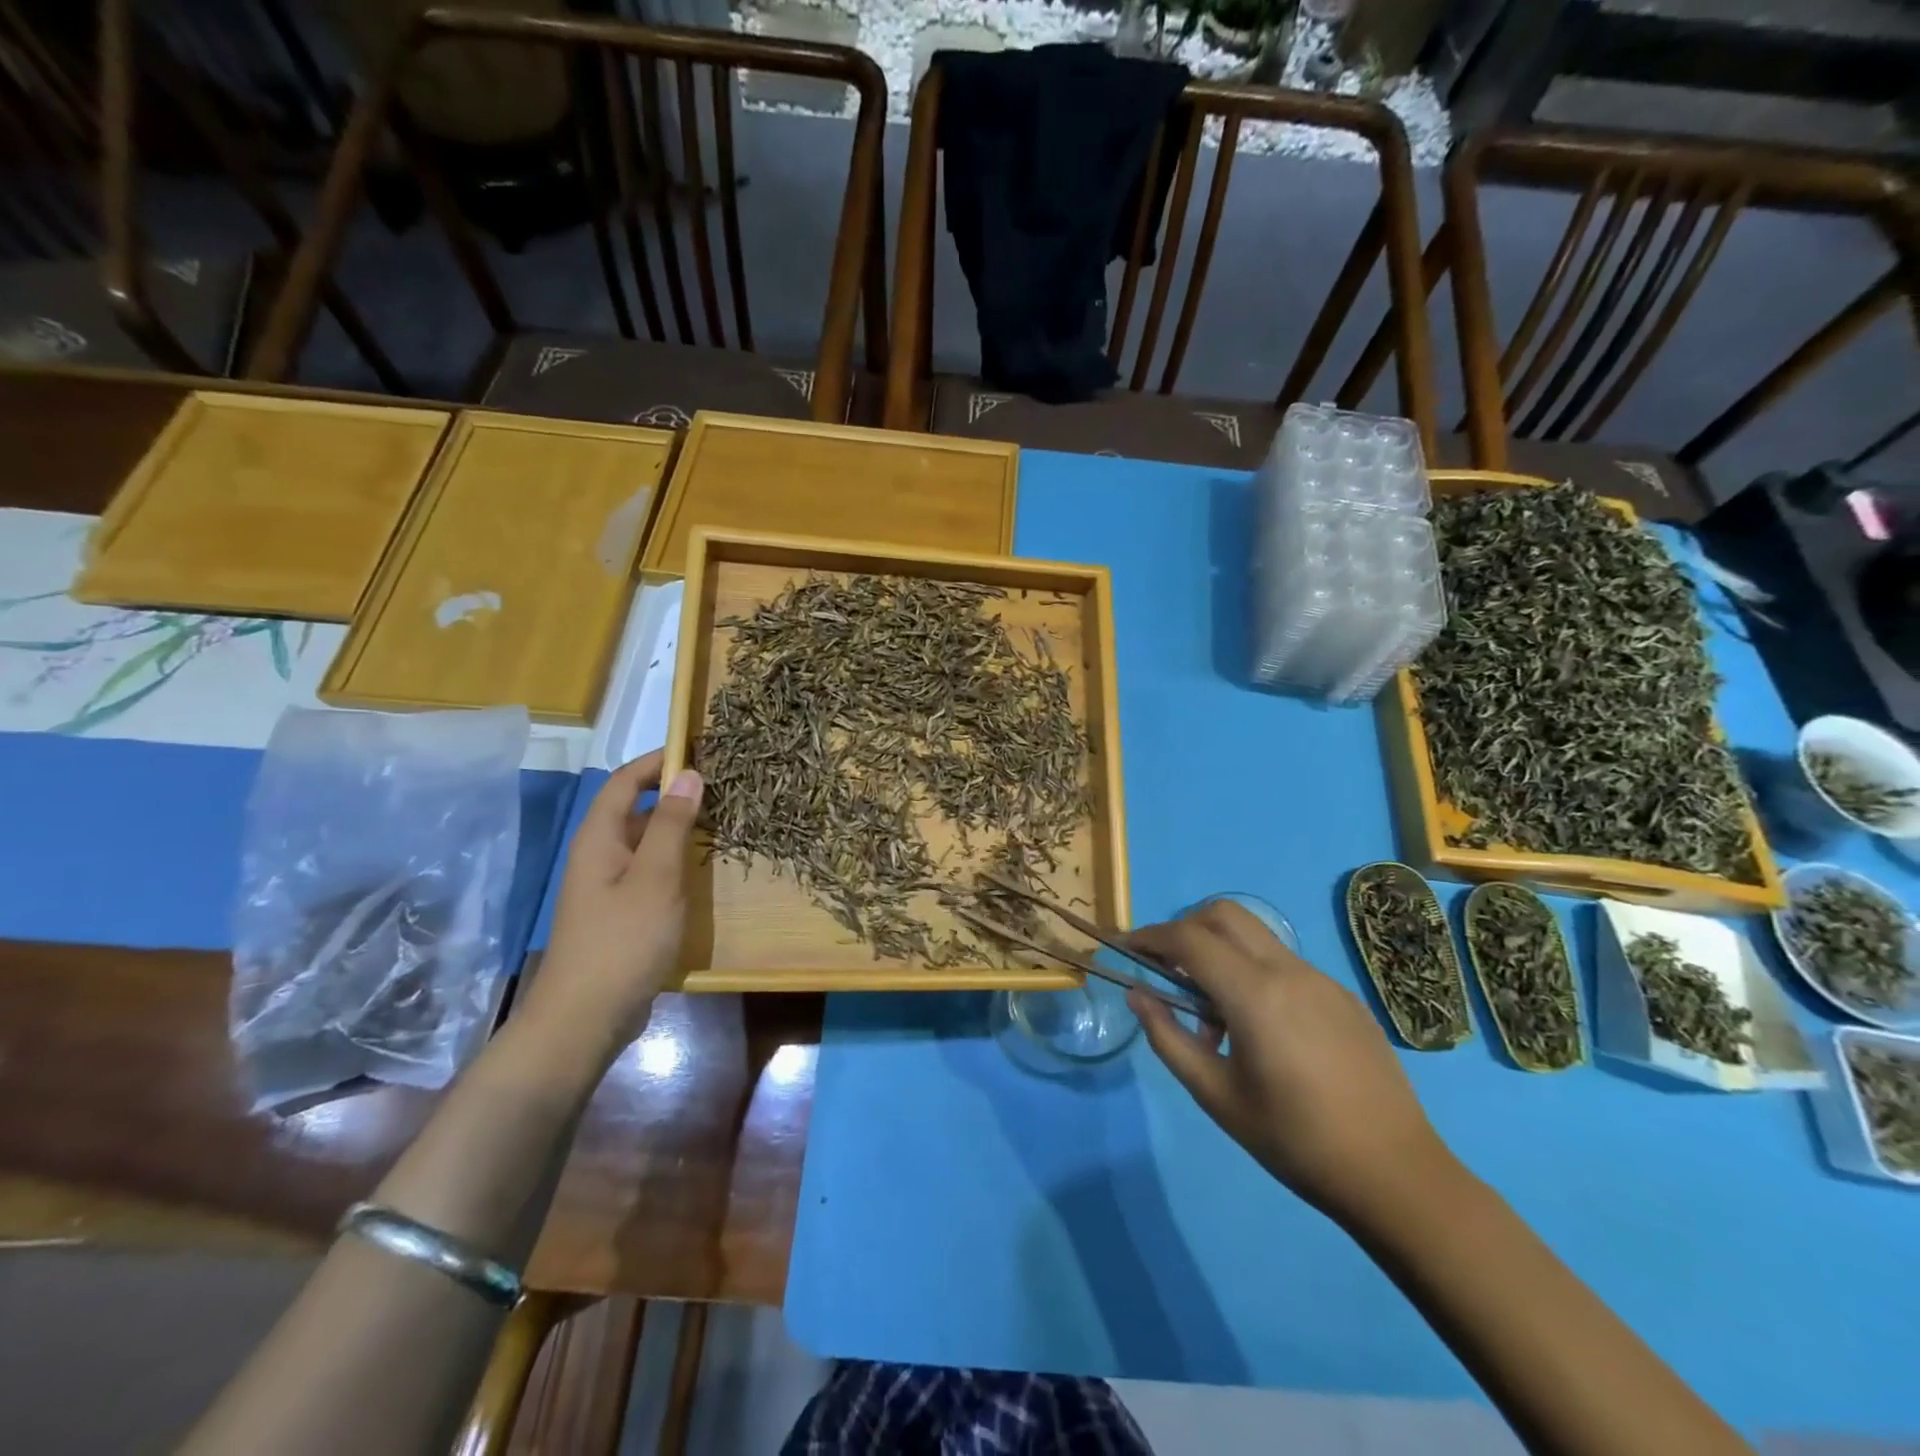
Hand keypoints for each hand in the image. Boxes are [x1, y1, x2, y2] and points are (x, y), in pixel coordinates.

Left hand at [522, 752, 703, 1060]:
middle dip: (675, 792)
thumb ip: (673, 824)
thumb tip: (690, 773)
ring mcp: (607, 885)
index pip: (626, 780)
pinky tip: (701, 868)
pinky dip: (674, 859)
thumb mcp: (655, 877)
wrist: (586, 1018)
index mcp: (599, 837)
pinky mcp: (620, 911)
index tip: (702, 750)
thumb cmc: (622, 941)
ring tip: (722, 821)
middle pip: (635, 807)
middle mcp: (599, 853)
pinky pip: (649, 869)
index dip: (659, 761)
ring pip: (645, 840)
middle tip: (723, 787)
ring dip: (678, 827)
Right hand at [1128, 899, 1456, 1228]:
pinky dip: (1254, 973)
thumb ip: (1168, 1038)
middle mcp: (1288, 971)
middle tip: (1167, 970)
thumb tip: (1137, 994)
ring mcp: (1321, 980)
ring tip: (1214, 1016)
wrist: (1396, 1175)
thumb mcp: (1216, 1096)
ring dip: (1221, 953)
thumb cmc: (1295, 1141)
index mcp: (1254, 994)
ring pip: (1256, 937)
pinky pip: (1285, 964)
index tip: (1125, 948)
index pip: (1188, 939)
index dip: (1149, 937)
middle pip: (1224, 915)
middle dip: (1185, 929)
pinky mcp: (1343, 997)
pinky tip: (1261, 1030)